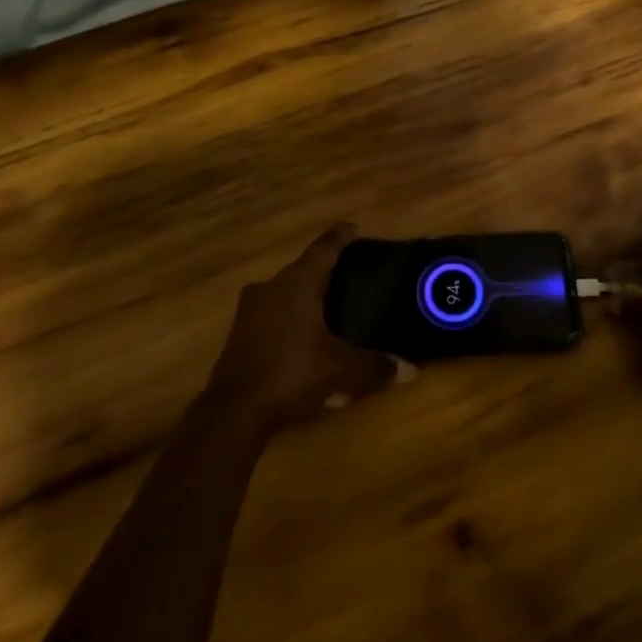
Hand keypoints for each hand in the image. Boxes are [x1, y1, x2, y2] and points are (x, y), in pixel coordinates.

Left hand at [205, 225, 402, 432]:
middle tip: (351, 276)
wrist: (233, 413)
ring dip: (306, 298)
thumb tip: (409, 369)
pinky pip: (273, 315)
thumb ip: (375, 366)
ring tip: (330, 309)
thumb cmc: (291, 374)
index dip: (341, 237)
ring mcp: (250, 310)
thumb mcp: (341, 371)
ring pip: (285, 293)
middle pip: (303, 270)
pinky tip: (306, 339)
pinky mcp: (239, 334)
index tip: (353, 228)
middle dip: (326, 272)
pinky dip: (291, 319)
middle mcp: (271, 287)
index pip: (323, 248)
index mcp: (297, 283)